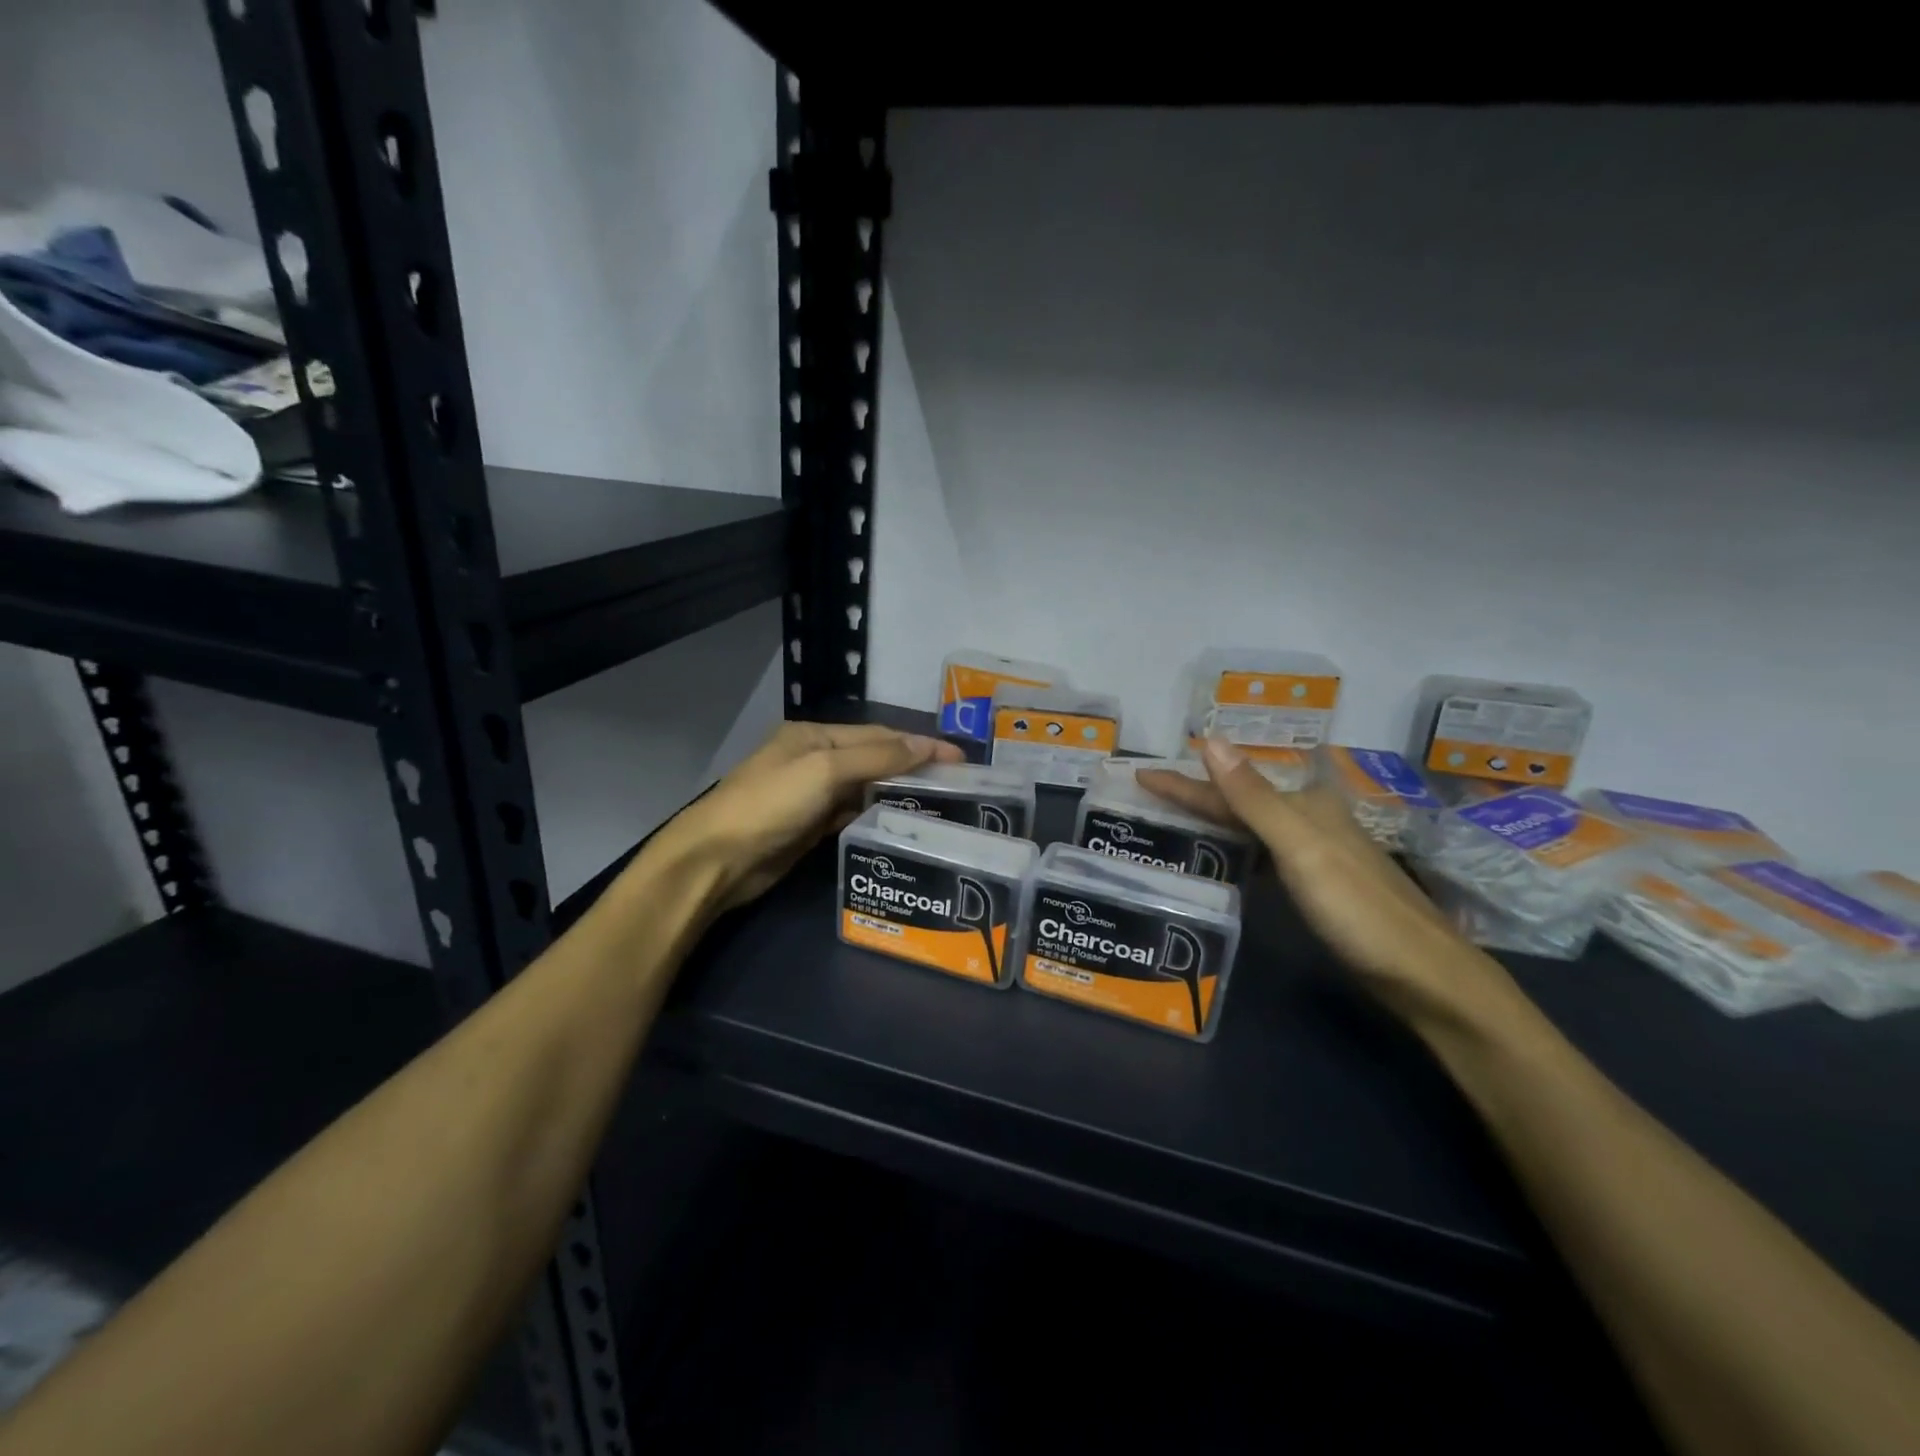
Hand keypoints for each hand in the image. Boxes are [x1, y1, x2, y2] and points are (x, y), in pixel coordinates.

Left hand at [649, 721, 963, 914]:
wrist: (718, 859)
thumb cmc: (771, 803)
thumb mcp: (825, 769)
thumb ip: (877, 756)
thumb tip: (926, 744)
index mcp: (815, 735)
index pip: (879, 735)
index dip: (919, 743)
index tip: (960, 758)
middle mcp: (815, 759)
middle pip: (874, 759)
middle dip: (912, 768)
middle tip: (956, 785)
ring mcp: (812, 795)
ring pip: (865, 789)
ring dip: (897, 794)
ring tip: (939, 805)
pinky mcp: (810, 827)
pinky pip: (852, 815)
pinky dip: (876, 816)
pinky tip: (901, 824)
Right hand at [1137, 740, 1521, 1024]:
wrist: (1426, 976)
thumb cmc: (1358, 910)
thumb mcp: (1300, 850)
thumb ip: (1253, 797)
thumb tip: (1210, 740)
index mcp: (1305, 806)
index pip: (1228, 787)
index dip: (1183, 782)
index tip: (1140, 776)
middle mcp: (1311, 820)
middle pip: (1240, 803)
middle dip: (1195, 796)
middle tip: (1149, 797)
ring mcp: (1318, 854)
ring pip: (1252, 827)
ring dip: (1214, 820)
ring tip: (1174, 822)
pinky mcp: (1321, 885)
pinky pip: (1264, 854)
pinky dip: (1237, 850)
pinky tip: (1224, 859)